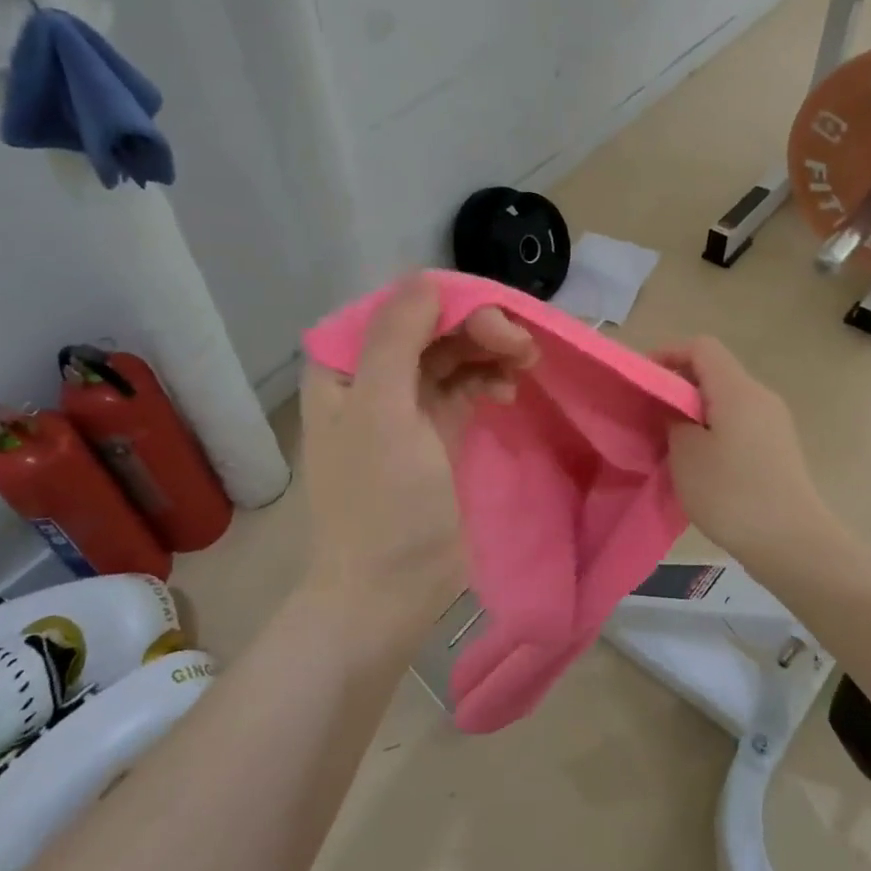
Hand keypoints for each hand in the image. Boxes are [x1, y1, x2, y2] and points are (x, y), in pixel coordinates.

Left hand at [299, 274, 537, 640]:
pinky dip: (487, 381)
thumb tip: (427, 279)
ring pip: (451, 355)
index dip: (449, 303)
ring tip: (526, 363)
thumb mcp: (382, 413)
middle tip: (523, 345)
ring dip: (489, 351)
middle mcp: (370, 378)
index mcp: (344, 366)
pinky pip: (464, 388)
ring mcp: (404, 407)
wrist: (388, 591)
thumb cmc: (380, 502)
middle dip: (477, 327)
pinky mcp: (434, 433)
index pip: (399, 307)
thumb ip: (397, 338)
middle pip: (430, 327)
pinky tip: (508, 391)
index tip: (495, 321)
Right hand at [658, 337, 835, 566]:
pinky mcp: (778, 448)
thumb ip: (673, 420)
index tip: (642, 380)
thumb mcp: (686, 454)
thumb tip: (673, 409)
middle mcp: (760, 396)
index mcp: (738, 389)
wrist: (792, 542)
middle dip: (678, 385)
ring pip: (726, 400)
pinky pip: (739, 423)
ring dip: (694, 411)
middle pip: (715, 372)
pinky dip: (713, 429)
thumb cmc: (731, 492)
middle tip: (649, 413)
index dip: (668, 354)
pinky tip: (698, 462)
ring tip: (668, 440)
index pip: (701, 347)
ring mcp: (774, 423)